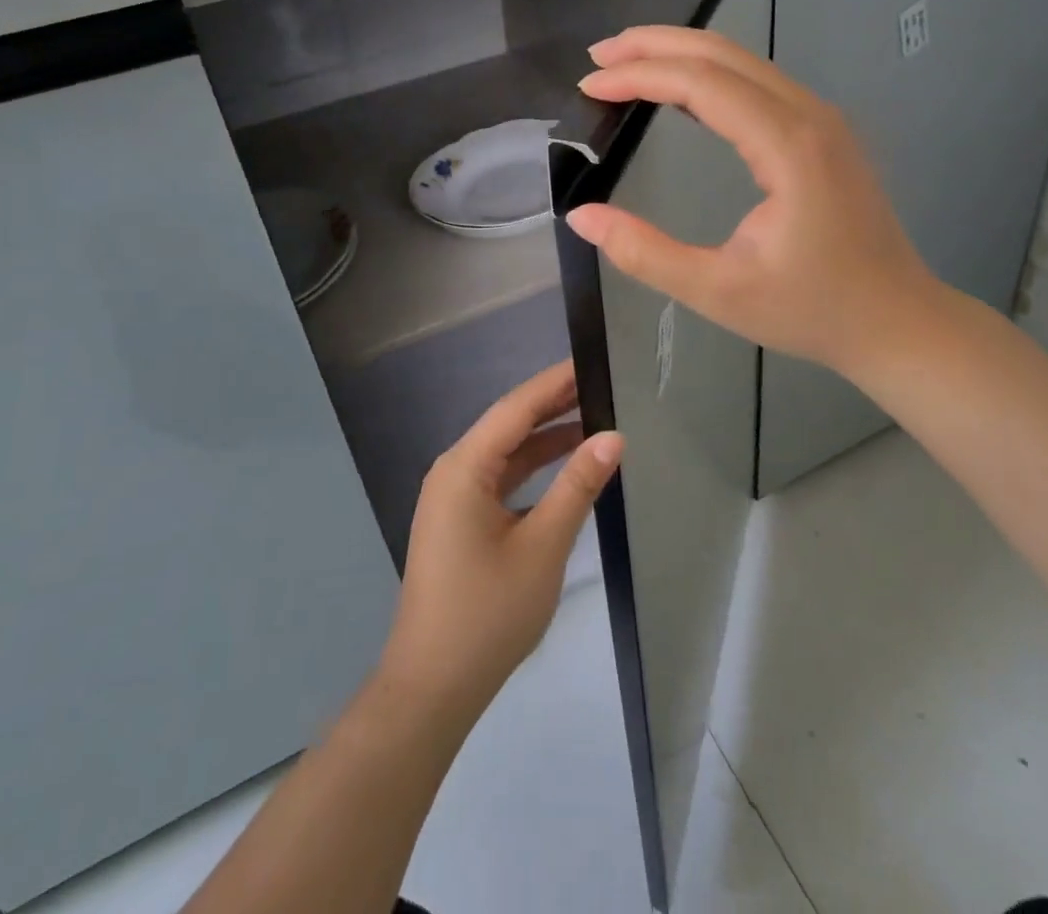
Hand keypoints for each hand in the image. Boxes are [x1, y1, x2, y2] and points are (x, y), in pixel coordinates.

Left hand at [381, 361, 621, 720]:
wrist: (433, 687)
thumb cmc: (488, 613)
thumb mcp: (543, 546)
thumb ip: (577, 486)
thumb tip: (614, 436)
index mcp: (464, 467)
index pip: (516, 408)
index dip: (555, 382)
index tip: (592, 360)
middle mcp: (453, 471)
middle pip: (509, 424)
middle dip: (554, 404)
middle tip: (602, 384)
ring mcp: (454, 497)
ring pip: (506, 452)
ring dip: (546, 437)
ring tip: (594, 417)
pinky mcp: (461, 520)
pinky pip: (501, 478)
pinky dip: (533, 468)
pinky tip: (566, 466)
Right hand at [566, 27, 940, 382]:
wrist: (897, 321)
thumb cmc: (812, 310)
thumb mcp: (717, 291)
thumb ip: (645, 253)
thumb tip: (582, 217)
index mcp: (788, 146)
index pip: (702, 83)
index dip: (640, 76)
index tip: (589, 85)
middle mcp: (809, 115)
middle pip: (723, 54)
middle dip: (655, 46)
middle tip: (598, 57)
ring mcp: (822, 119)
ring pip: (743, 61)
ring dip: (681, 54)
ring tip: (626, 63)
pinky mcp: (823, 132)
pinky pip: (758, 82)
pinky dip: (709, 75)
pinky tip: (679, 91)